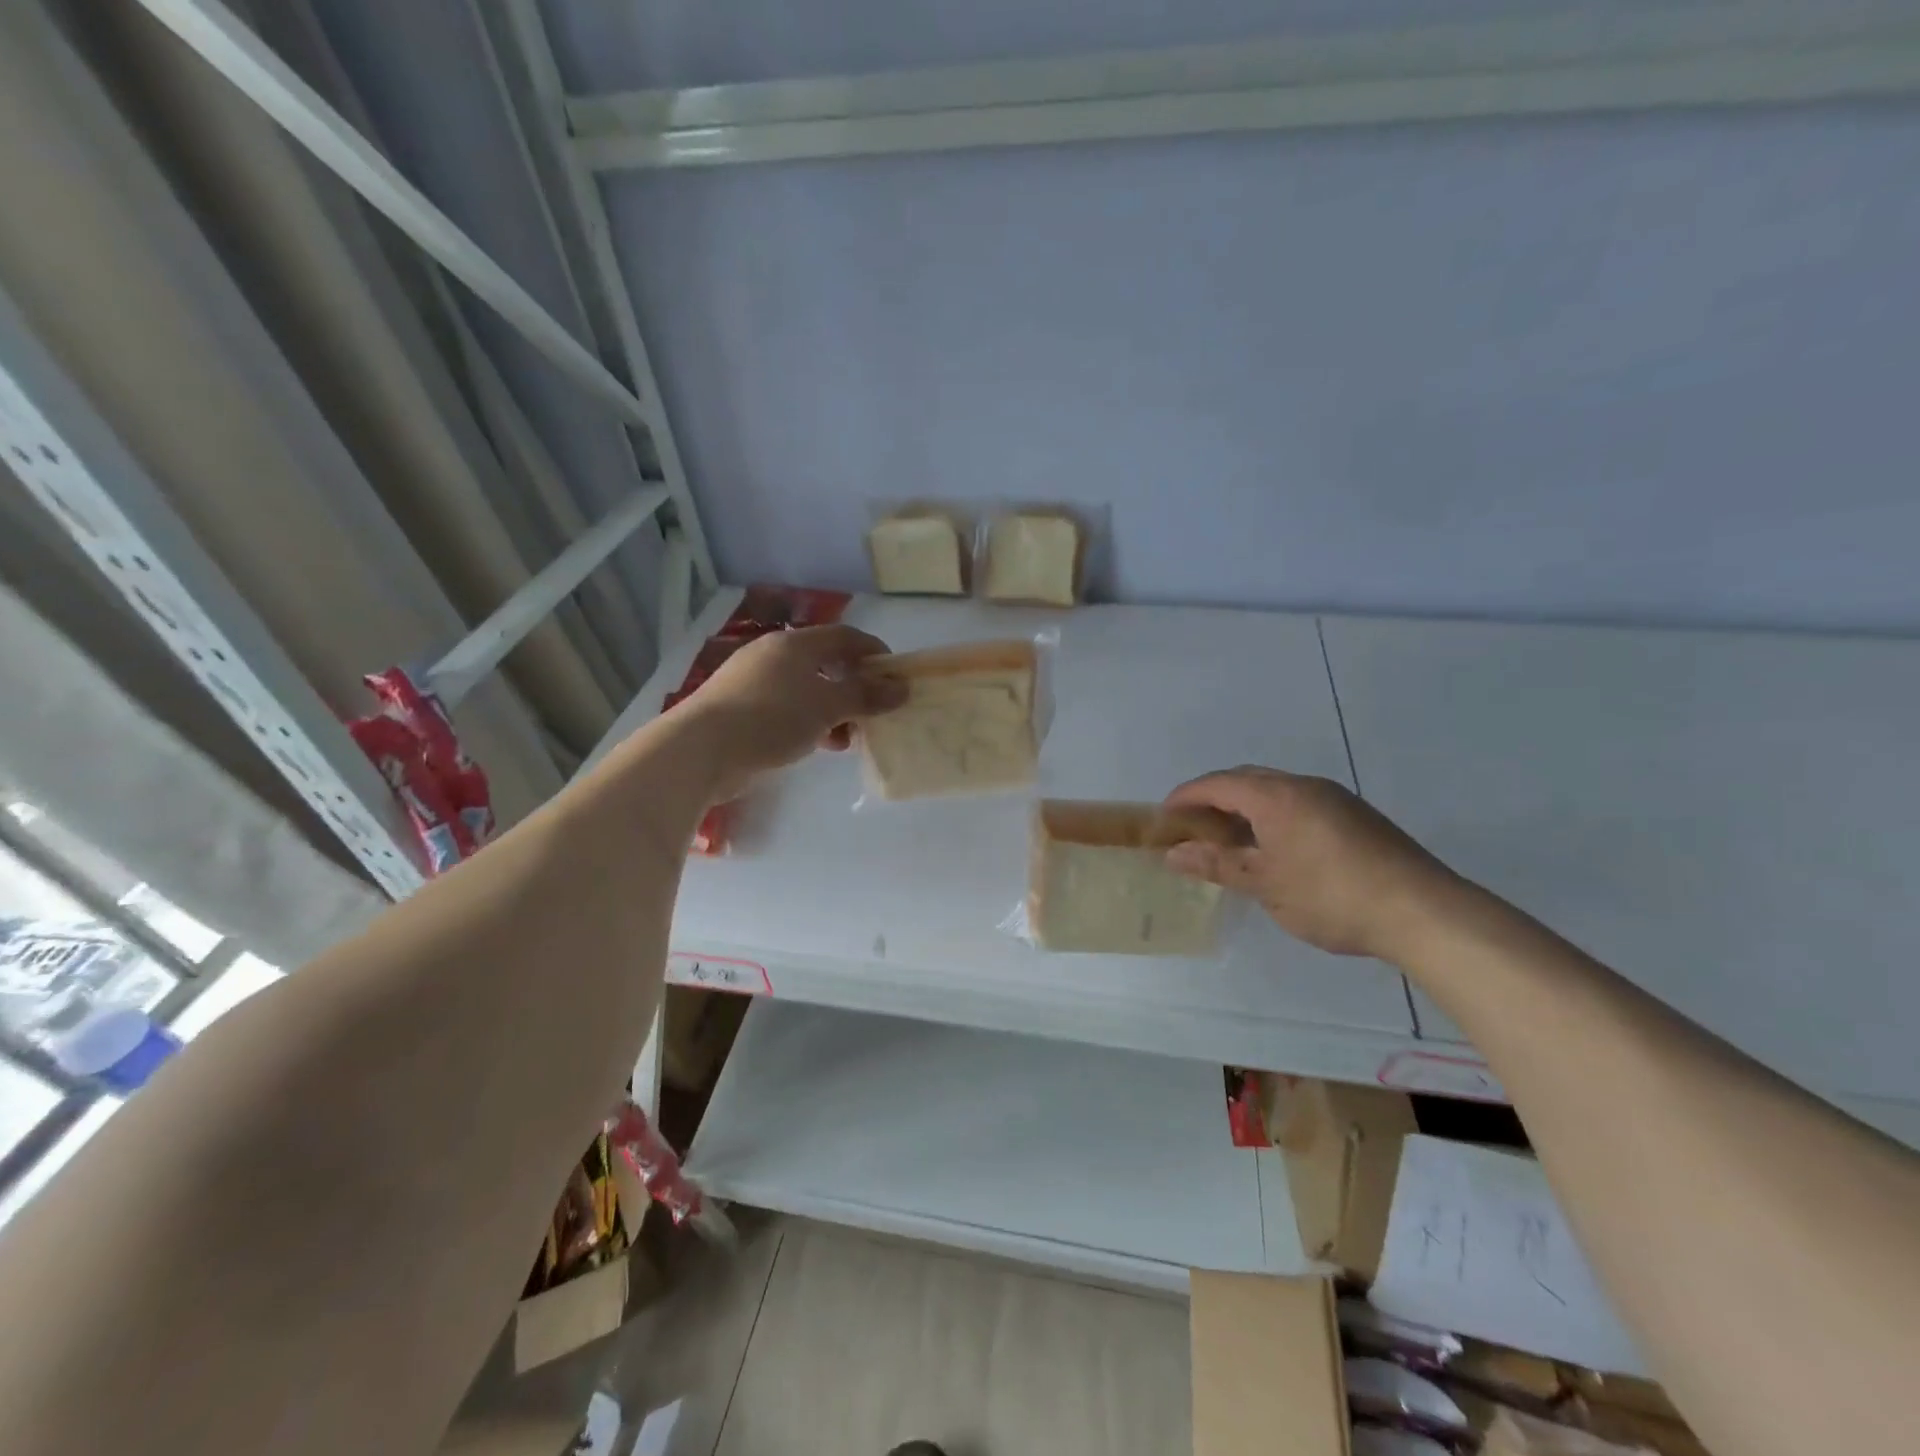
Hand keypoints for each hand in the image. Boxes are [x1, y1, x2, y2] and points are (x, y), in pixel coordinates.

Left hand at [677, 625, 905, 797]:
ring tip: (849, 737)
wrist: (702, 749)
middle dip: (855, 686)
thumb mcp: (827, 706)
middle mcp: (775, 655)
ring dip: (834, 709)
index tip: (896, 678)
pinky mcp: (743, 709)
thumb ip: (866, 696)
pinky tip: (821, 745)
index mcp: (796, 644)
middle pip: (827, 663)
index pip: (846, 636)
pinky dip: (811, 722)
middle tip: (875, 711)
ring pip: (808, 689)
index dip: (874, 653)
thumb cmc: (772, 718)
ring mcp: (755, 682)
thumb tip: (901, 688)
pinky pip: (789, 709)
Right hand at [1162, 766, 1457, 960]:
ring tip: (1229, 840)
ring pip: (1275, 790)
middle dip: (1213, 797)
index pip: (1217, 783)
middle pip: (1246, 779)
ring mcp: (1334, 798)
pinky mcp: (1355, 815)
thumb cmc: (1331, 896)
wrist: (1423, 911)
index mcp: (1276, 796)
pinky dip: (1272, 816)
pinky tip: (1274, 847)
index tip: (1163, 817)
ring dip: (1244, 807)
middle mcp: (1303, 785)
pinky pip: (1298, 803)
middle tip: (1192, 828)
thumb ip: (1217, 864)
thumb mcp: (1266, 884)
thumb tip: (1173, 854)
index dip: (1186, 796)